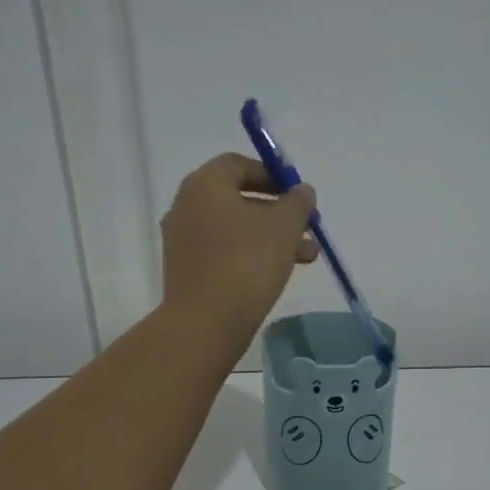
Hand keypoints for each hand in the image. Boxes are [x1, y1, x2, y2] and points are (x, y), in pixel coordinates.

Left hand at [160, 153, 316, 348]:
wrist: (205, 324)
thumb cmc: (246, 264)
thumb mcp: (283, 227)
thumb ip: (297, 203)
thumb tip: (302, 192)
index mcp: (204, 185)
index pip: (239, 165)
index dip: (272, 176)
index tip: (297, 195)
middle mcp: (186, 207)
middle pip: (238, 200)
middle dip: (277, 213)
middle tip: (307, 229)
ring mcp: (183, 242)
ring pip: (234, 231)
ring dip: (270, 239)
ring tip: (306, 258)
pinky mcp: (186, 272)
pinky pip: (222, 255)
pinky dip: (249, 258)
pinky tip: (275, 275)